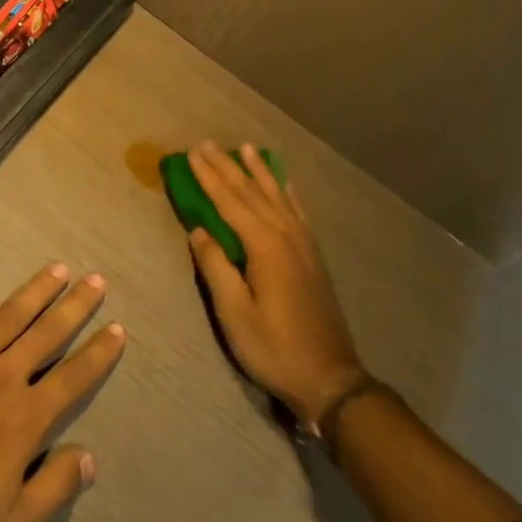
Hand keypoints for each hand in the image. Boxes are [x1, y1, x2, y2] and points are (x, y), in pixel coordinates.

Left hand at [0, 252, 126, 521]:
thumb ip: (54, 489)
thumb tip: (90, 456)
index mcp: (24, 419)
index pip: (73, 378)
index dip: (98, 354)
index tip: (118, 329)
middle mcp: (1, 378)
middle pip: (46, 334)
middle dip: (75, 307)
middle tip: (96, 280)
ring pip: (8, 315)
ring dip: (35, 290)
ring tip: (58, 268)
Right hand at [185, 142, 366, 426]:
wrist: (330, 378)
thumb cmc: (274, 348)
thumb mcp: (234, 313)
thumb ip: (215, 267)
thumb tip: (199, 231)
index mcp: (265, 246)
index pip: (229, 202)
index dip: (209, 177)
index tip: (191, 154)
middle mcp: (286, 236)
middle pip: (252, 192)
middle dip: (228, 167)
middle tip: (207, 143)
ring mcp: (304, 244)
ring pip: (277, 196)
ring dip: (259, 171)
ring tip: (247, 148)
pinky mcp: (314, 256)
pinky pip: (298, 212)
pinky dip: (287, 193)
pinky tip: (284, 184)